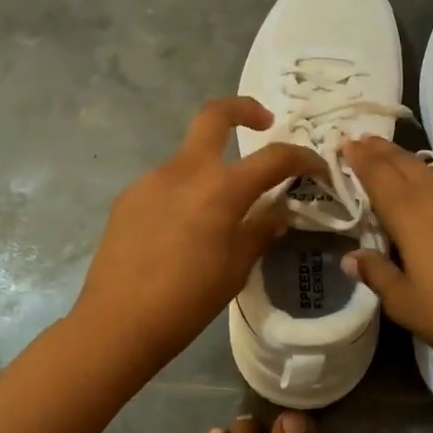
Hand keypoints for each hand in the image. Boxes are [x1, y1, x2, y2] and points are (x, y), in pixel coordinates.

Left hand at [72, 98, 327, 375]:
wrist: (116, 323)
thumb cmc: (187, 300)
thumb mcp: (236, 268)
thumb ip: (260, 231)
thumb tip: (278, 212)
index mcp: (221, 189)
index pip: (274, 158)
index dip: (302, 157)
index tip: (316, 167)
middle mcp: (185, 171)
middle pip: (215, 114)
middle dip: (244, 109)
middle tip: (264, 123)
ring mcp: (151, 180)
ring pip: (190, 157)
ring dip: (211, 170)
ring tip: (216, 214)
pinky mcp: (128, 197)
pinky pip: (166, 184)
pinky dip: (184, 194)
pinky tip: (180, 232)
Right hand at [342, 136, 432, 388]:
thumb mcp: (404, 303)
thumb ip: (377, 273)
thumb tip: (351, 257)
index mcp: (410, 214)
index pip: (379, 175)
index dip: (360, 158)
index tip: (345, 143)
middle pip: (405, 164)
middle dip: (382, 151)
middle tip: (363, 140)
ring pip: (430, 172)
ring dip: (406, 162)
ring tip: (390, 159)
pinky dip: (431, 178)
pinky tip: (429, 190)